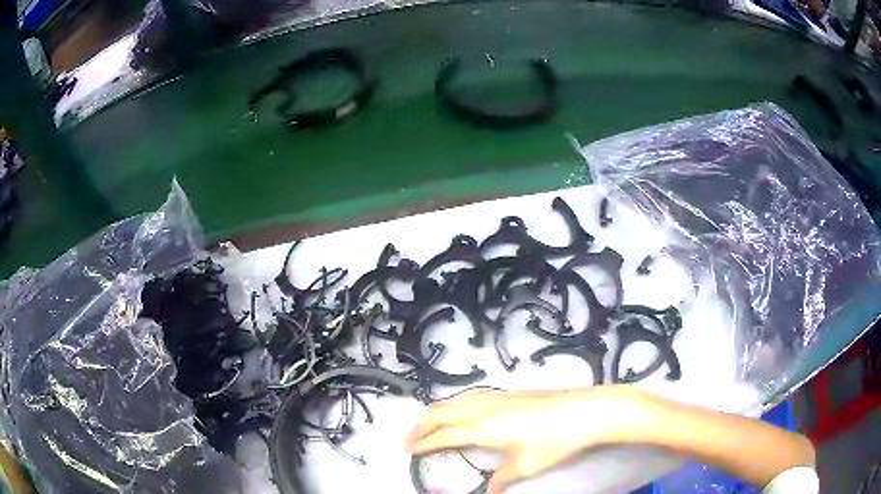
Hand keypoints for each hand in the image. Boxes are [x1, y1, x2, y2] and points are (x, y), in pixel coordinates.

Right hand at [405, 388, 642, 493]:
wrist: (584, 411)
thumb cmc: (554, 440)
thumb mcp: (525, 465)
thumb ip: (501, 478)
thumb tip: (489, 491)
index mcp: (483, 427)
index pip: (444, 435)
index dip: (424, 442)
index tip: (408, 449)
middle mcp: (483, 408)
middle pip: (442, 412)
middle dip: (421, 425)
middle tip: (408, 438)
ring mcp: (496, 396)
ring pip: (454, 400)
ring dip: (436, 412)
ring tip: (426, 424)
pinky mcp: (508, 392)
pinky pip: (469, 395)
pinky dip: (453, 403)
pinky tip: (459, 409)